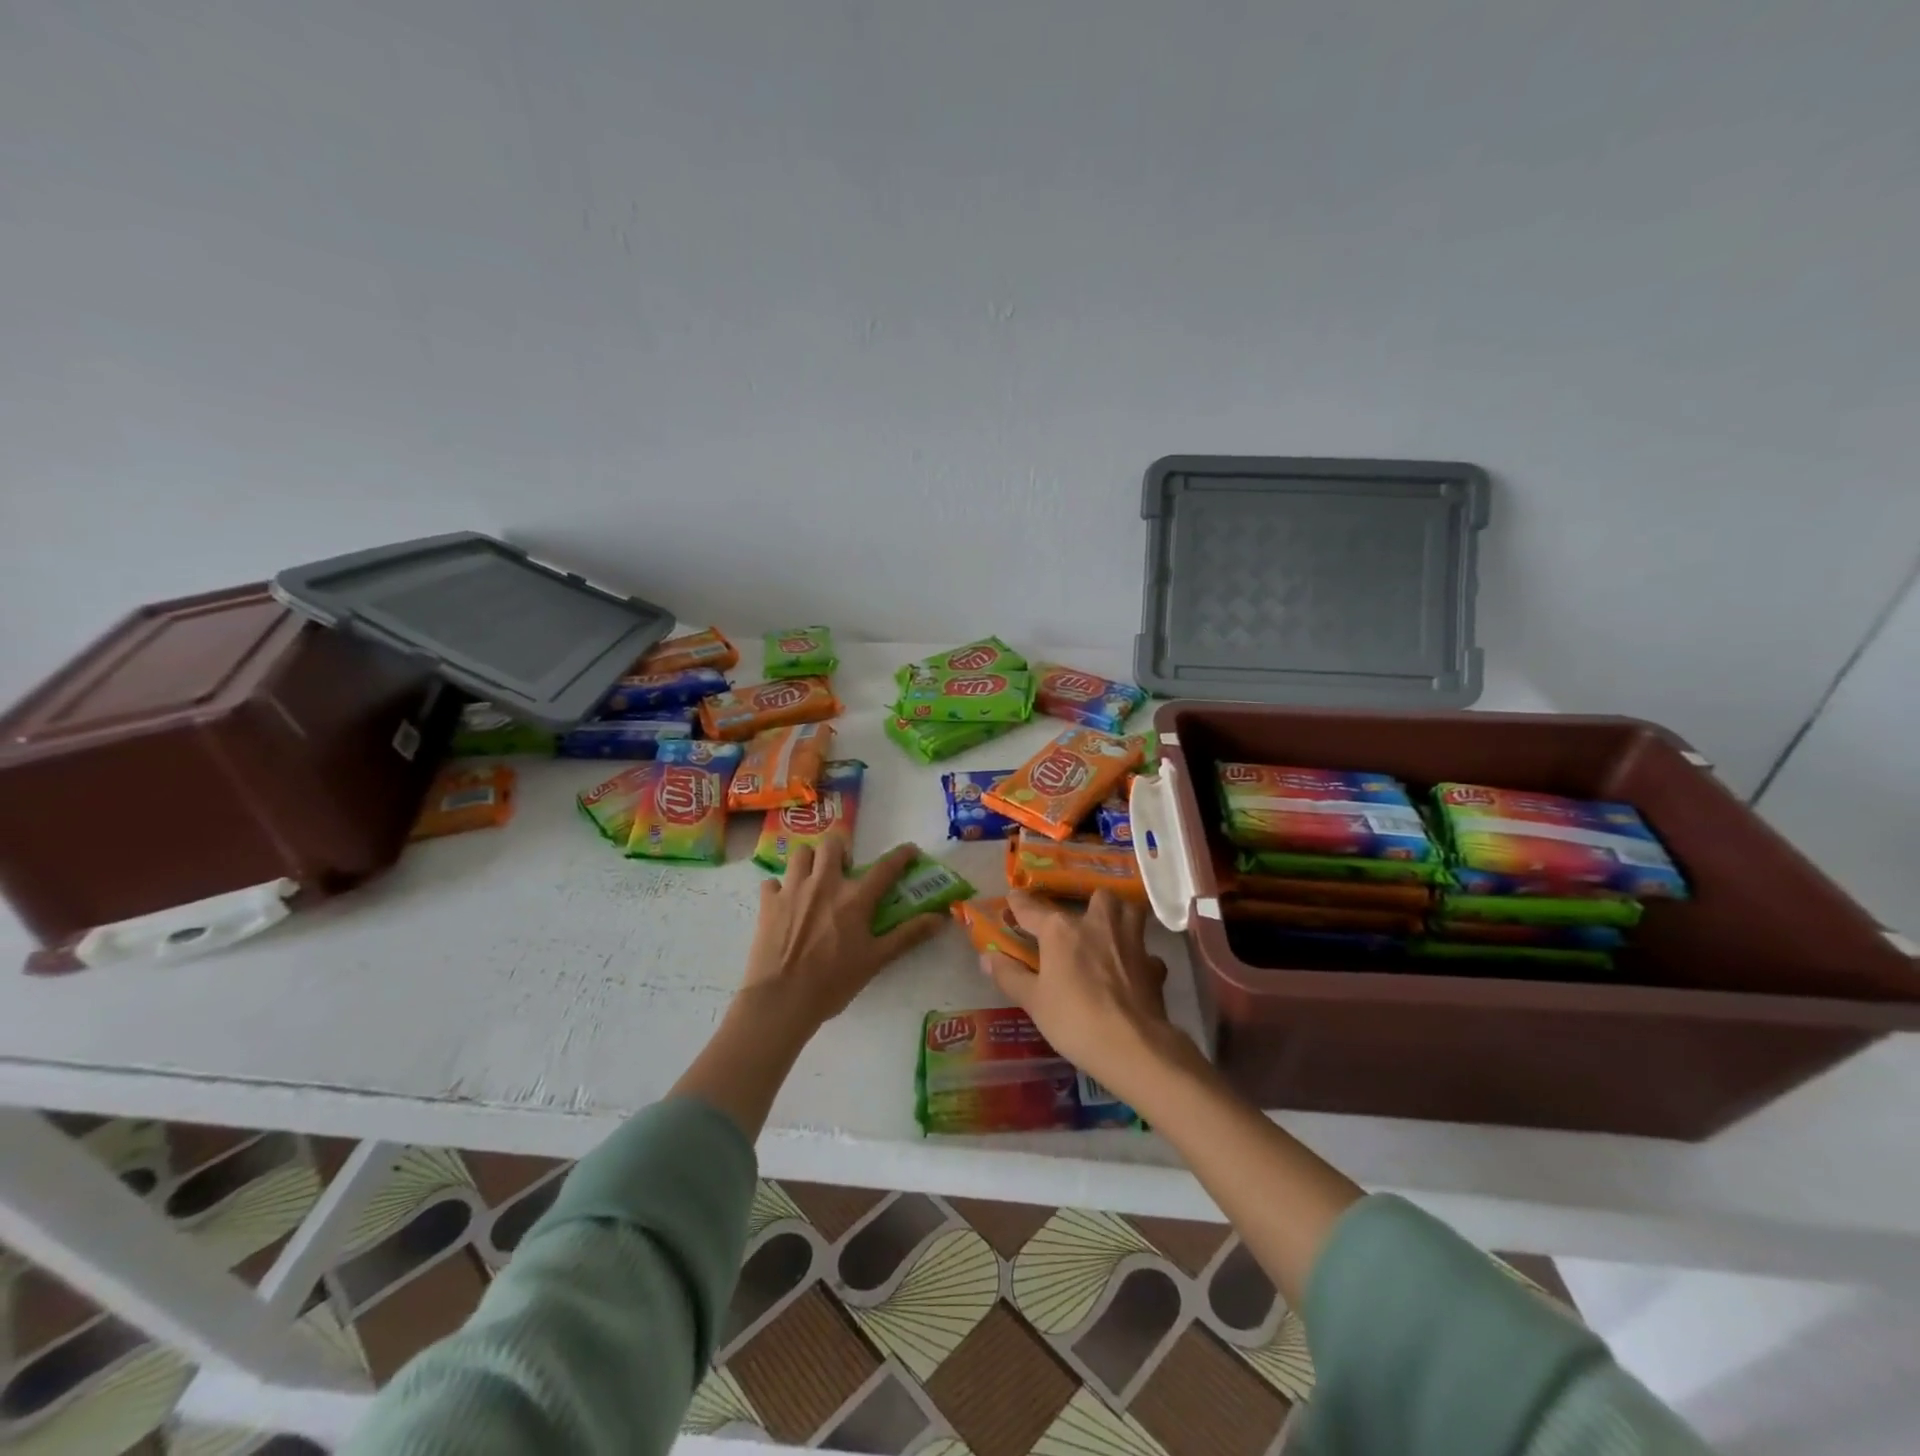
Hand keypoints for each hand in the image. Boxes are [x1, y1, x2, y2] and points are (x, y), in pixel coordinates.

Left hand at [740, 835, 941, 1029]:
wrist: (781, 1000)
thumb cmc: (832, 983)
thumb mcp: (876, 960)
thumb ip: (908, 935)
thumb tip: (940, 918)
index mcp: (854, 898)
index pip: (885, 867)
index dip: (901, 855)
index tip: (910, 850)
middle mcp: (824, 884)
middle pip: (832, 844)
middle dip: (841, 851)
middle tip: (844, 871)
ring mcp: (792, 890)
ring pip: (801, 854)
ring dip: (810, 861)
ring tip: (814, 879)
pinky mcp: (767, 903)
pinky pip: (772, 881)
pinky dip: (780, 887)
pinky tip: (785, 902)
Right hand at [981, 890, 1186, 1099]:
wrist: (1132, 1045)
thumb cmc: (1074, 1020)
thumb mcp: (1033, 1001)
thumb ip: (1009, 975)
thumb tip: (987, 957)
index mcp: (1061, 930)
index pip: (1032, 908)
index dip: (1019, 903)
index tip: (1013, 898)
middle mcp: (1097, 924)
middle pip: (1097, 896)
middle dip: (1089, 902)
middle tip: (1080, 920)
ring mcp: (1130, 941)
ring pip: (1130, 912)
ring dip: (1121, 916)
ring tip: (1110, 931)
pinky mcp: (1153, 965)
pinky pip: (1147, 951)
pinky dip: (1140, 957)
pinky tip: (1133, 970)